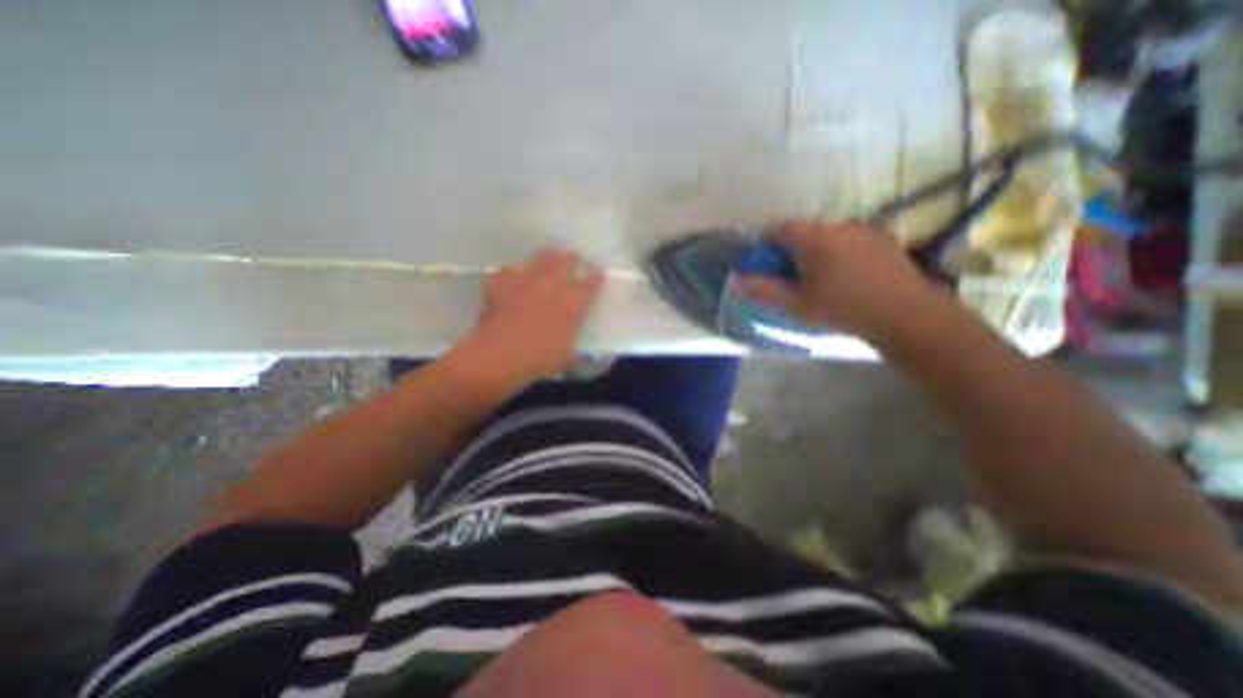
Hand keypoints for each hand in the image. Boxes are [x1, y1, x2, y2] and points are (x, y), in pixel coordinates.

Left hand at [453, 249, 607, 391]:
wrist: (497, 356)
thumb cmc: (538, 361)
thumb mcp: (565, 361)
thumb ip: (577, 356)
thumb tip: (585, 358)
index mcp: (571, 305)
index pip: (590, 285)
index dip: (596, 278)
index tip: (599, 273)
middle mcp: (551, 287)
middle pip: (566, 262)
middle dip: (572, 259)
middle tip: (574, 259)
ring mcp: (525, 281)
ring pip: (540, 259)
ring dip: (547, 257)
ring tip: (549, 258)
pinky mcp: (501, 282)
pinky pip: (508, 271)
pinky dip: (512, 273)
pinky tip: (512, 277)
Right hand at [735, 221, 943, 341]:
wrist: (904, 314)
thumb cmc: (842, 309)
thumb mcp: (796, 304)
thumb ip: (764, 290)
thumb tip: (736, 281)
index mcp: (814, 240)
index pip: (781, 228)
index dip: (769, 244)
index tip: (768, 265)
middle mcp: (838, 227)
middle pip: (806, 232)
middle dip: (794, 250)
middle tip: (794, 277)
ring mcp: (865, 231)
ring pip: (829, 236)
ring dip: (819, 251)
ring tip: (824, 279)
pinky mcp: (884, 239)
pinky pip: (852, 240)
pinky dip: (842, 252)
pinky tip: (850, 276)